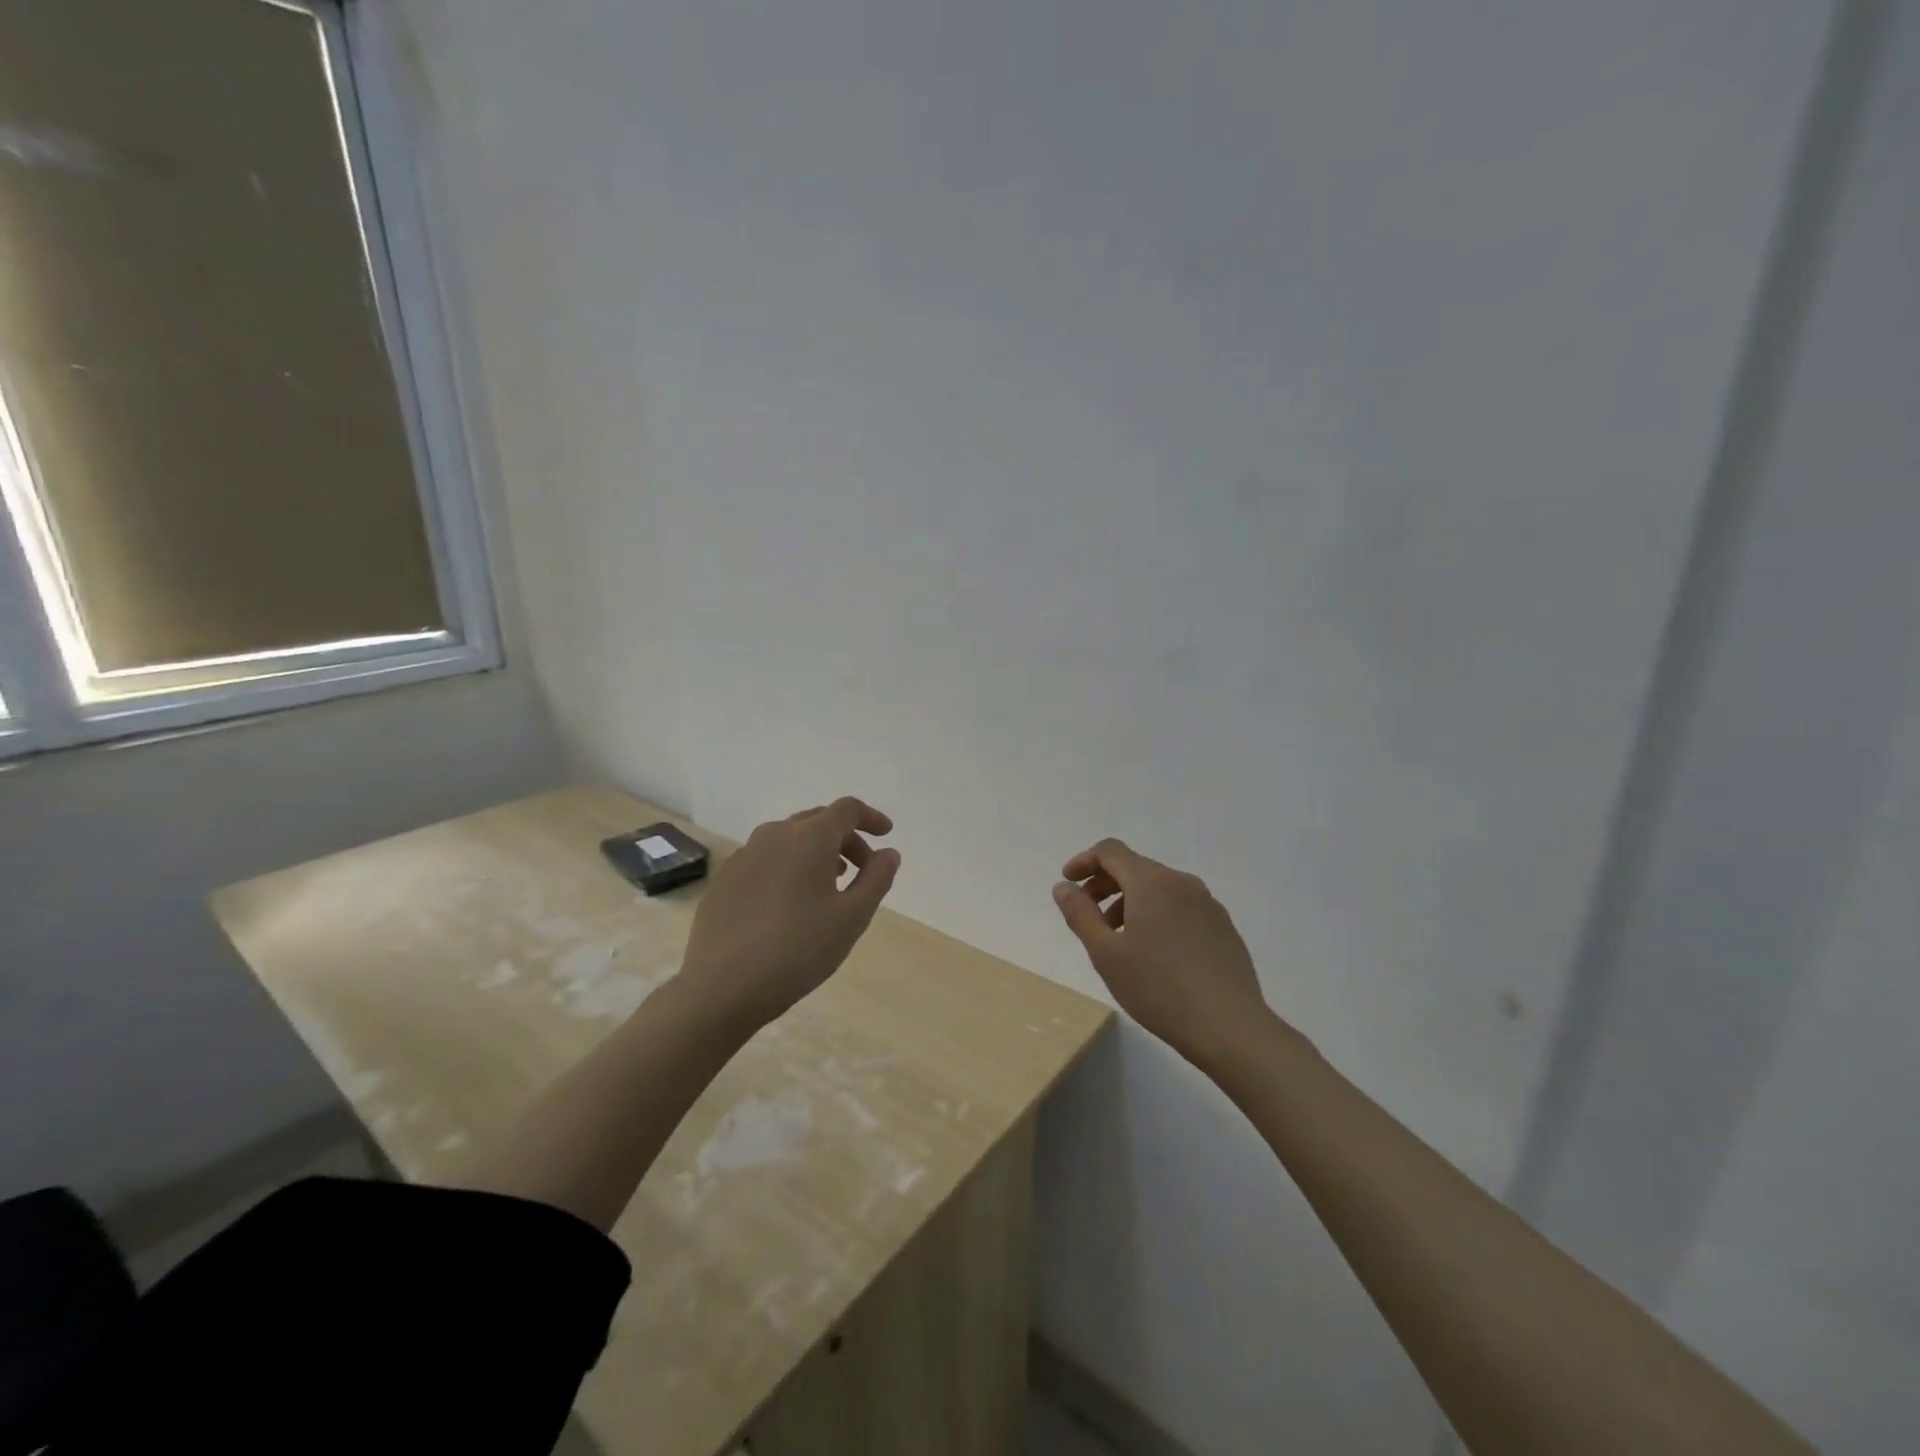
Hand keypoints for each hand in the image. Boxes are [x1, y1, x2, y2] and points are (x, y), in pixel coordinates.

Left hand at [679, 797, 900, 1032]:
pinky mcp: (725, 879)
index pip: (847, 809)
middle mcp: (774, 835)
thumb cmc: (799, 949)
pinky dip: (787, 868)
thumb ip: (877, 878)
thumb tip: (888, 853)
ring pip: (789, 839)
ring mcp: (744, 856)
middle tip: (862, 869)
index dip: (871, 818)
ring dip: (815, 853)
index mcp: (809, 837)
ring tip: (828, 886)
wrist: (723, 987)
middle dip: (846, 838)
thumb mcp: (852, 917)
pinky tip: (789, 904)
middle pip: (817, 821)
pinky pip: (765, 860)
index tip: (886, 835)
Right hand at [1053, 838, 1272, 1071]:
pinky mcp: (1223, 927)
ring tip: (1119, 939)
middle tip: (1087, 915)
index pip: (1111, 851)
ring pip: (1159, 888)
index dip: (1084, 861)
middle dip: (1105, 884)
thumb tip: (1063, 887)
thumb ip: (1080, 914)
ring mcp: (1208, 904)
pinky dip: (1157, 914)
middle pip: (1135, 867)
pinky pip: (1181, 906)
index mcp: (1151, 882)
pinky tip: (1155, 953)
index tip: (1068, 884)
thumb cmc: (1158, 988)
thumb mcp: (1106, 954)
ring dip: (1130, 901)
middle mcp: (1182, 882)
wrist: (1230, 1027)